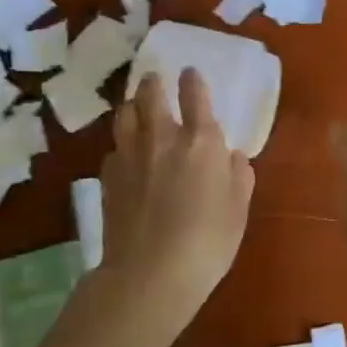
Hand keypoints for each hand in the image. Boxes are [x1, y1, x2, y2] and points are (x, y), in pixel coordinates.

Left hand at [100, 70, 253, 319]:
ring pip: (124, 115)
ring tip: (136, 109)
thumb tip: (232, 156)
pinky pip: (114, 148)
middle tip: (155, 80)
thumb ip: (238, 175)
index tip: (190, 74)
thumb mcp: (238, 209)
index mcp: (201, 141)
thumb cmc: (208, 241)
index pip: (194, 95)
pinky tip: (126, 156)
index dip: (192, 81)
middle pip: (150, 95)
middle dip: (153, 84)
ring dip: (132, 106)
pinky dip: (122, 144)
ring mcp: (130, 155)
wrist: (151, 273)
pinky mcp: (108, 177)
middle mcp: (162, 138)